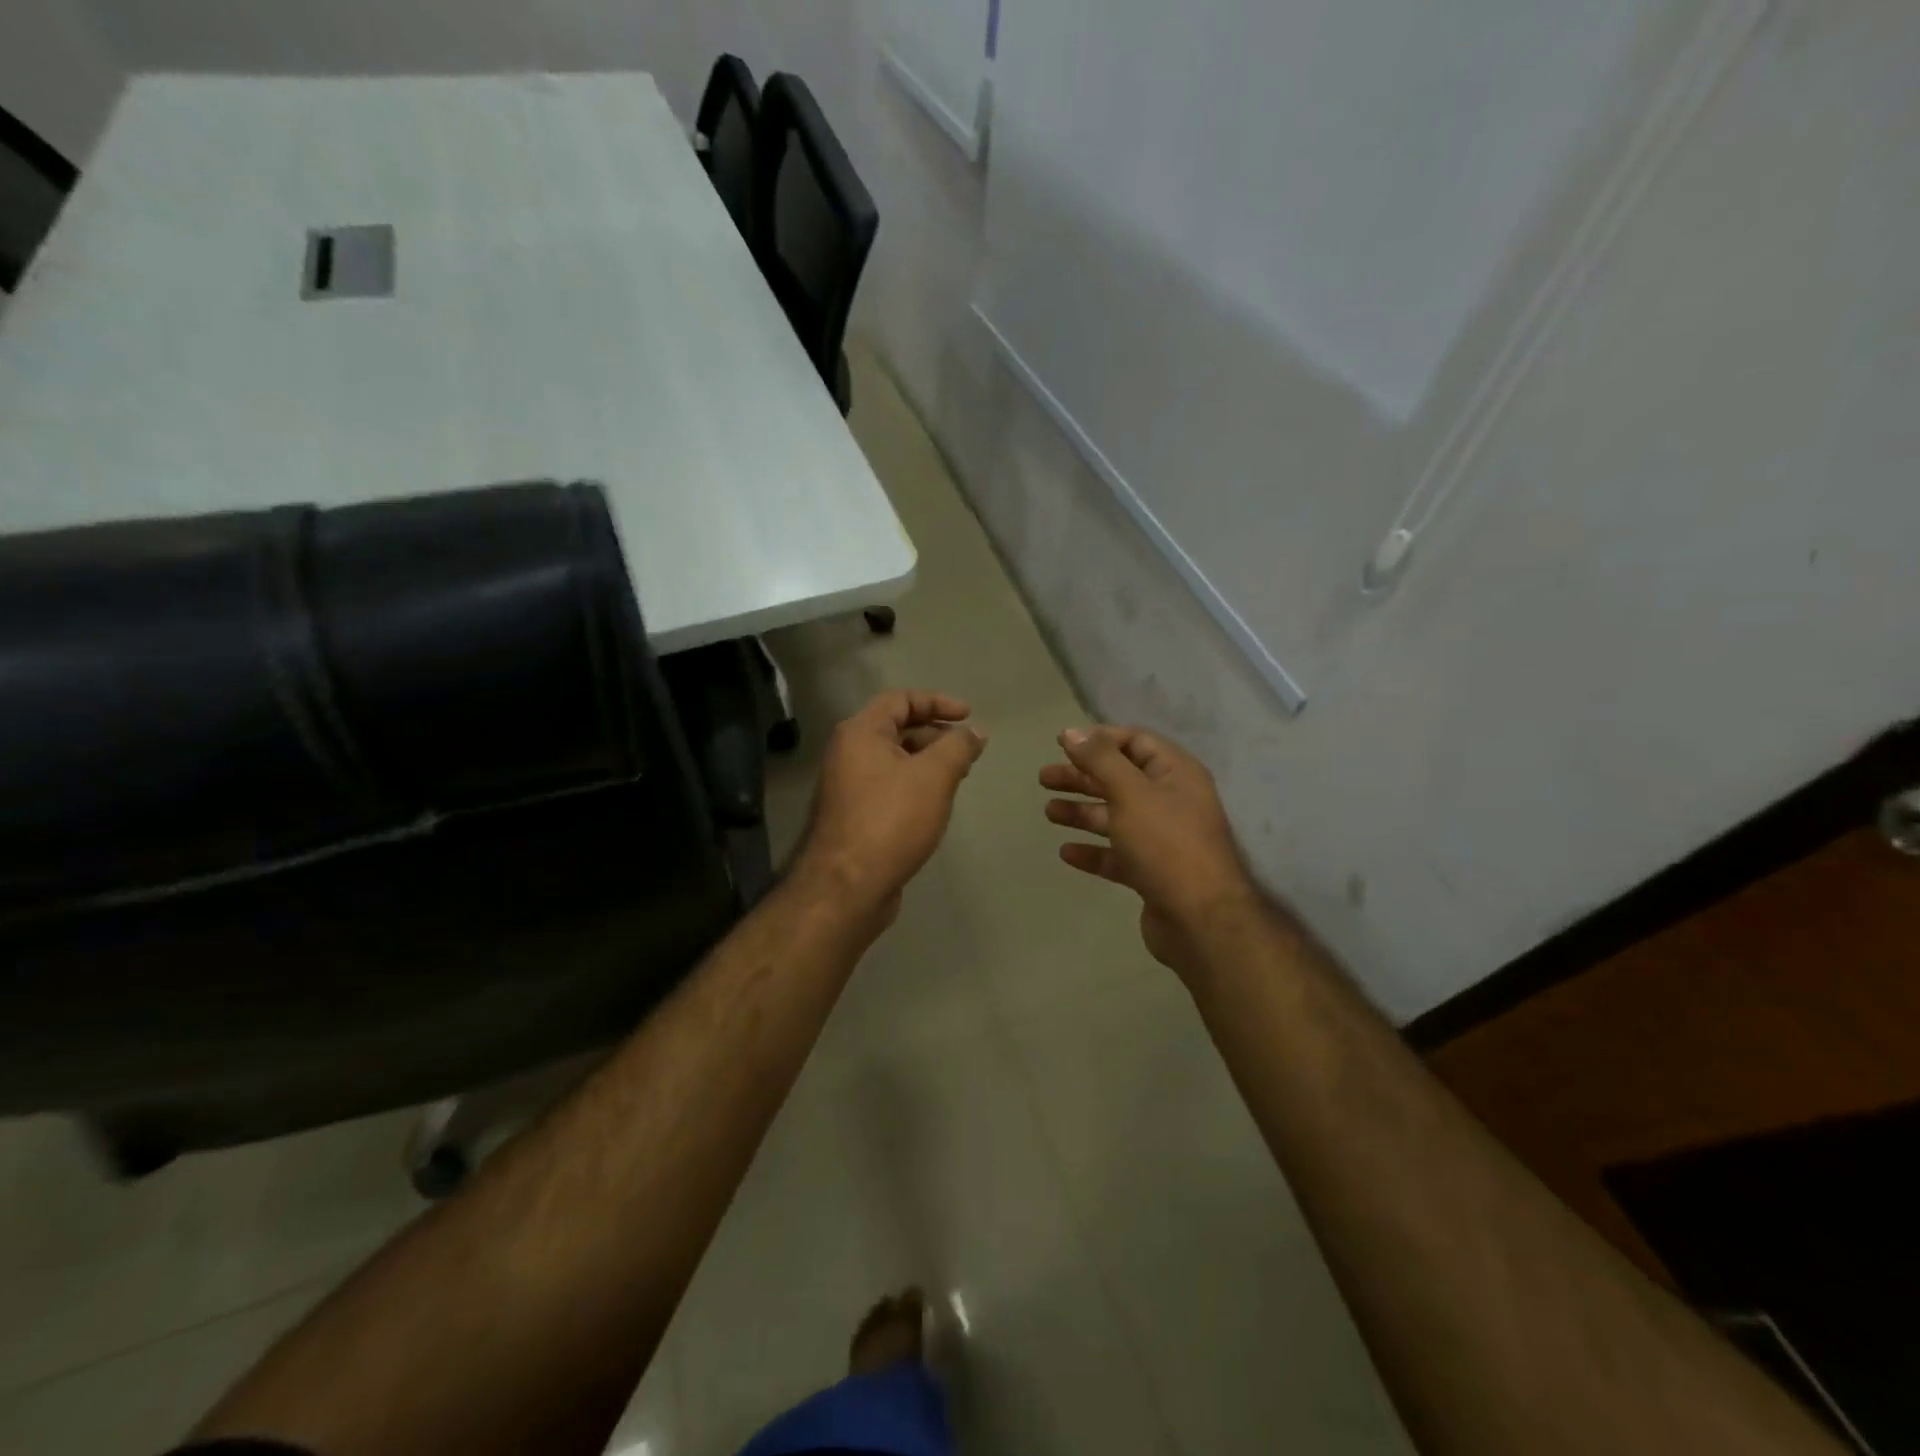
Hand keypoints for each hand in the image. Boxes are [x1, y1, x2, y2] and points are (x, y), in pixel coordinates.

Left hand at [795, 690, 986, 925]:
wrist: (847, 886)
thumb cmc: (891, 819)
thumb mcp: (934, 776)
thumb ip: (958, 746)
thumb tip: (975, 732)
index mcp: (860, 733)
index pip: (900, 700)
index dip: (937, 702)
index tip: (969, 716)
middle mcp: (848, 753)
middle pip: (897, 729)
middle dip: (936, 735)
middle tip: (968, 752)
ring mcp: (848, 786)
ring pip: (894, 761)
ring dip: (928, 762)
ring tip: (959, 777)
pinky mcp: (854, 816)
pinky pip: (889, 787)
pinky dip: (915, 786)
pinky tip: (936, 804)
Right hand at [1041, 725, 1260, 977]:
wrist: (1201, 920)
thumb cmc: (1166, 844)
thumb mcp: (1131, 793)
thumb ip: (1100, 759)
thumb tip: (1072, 732)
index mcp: (1175, 774)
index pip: (1135, 742)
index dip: (1099, 739)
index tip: (1062, 743)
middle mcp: (1171, 801)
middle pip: (1120, 779)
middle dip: (1082, 776)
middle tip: (1044, 778)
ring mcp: (1162, 839)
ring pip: (1115, 817)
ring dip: (1082, 812)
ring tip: (1048, 813)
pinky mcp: (1152, 873)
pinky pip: (1117, 854)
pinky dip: (1093, 851)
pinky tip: (1066, 852)